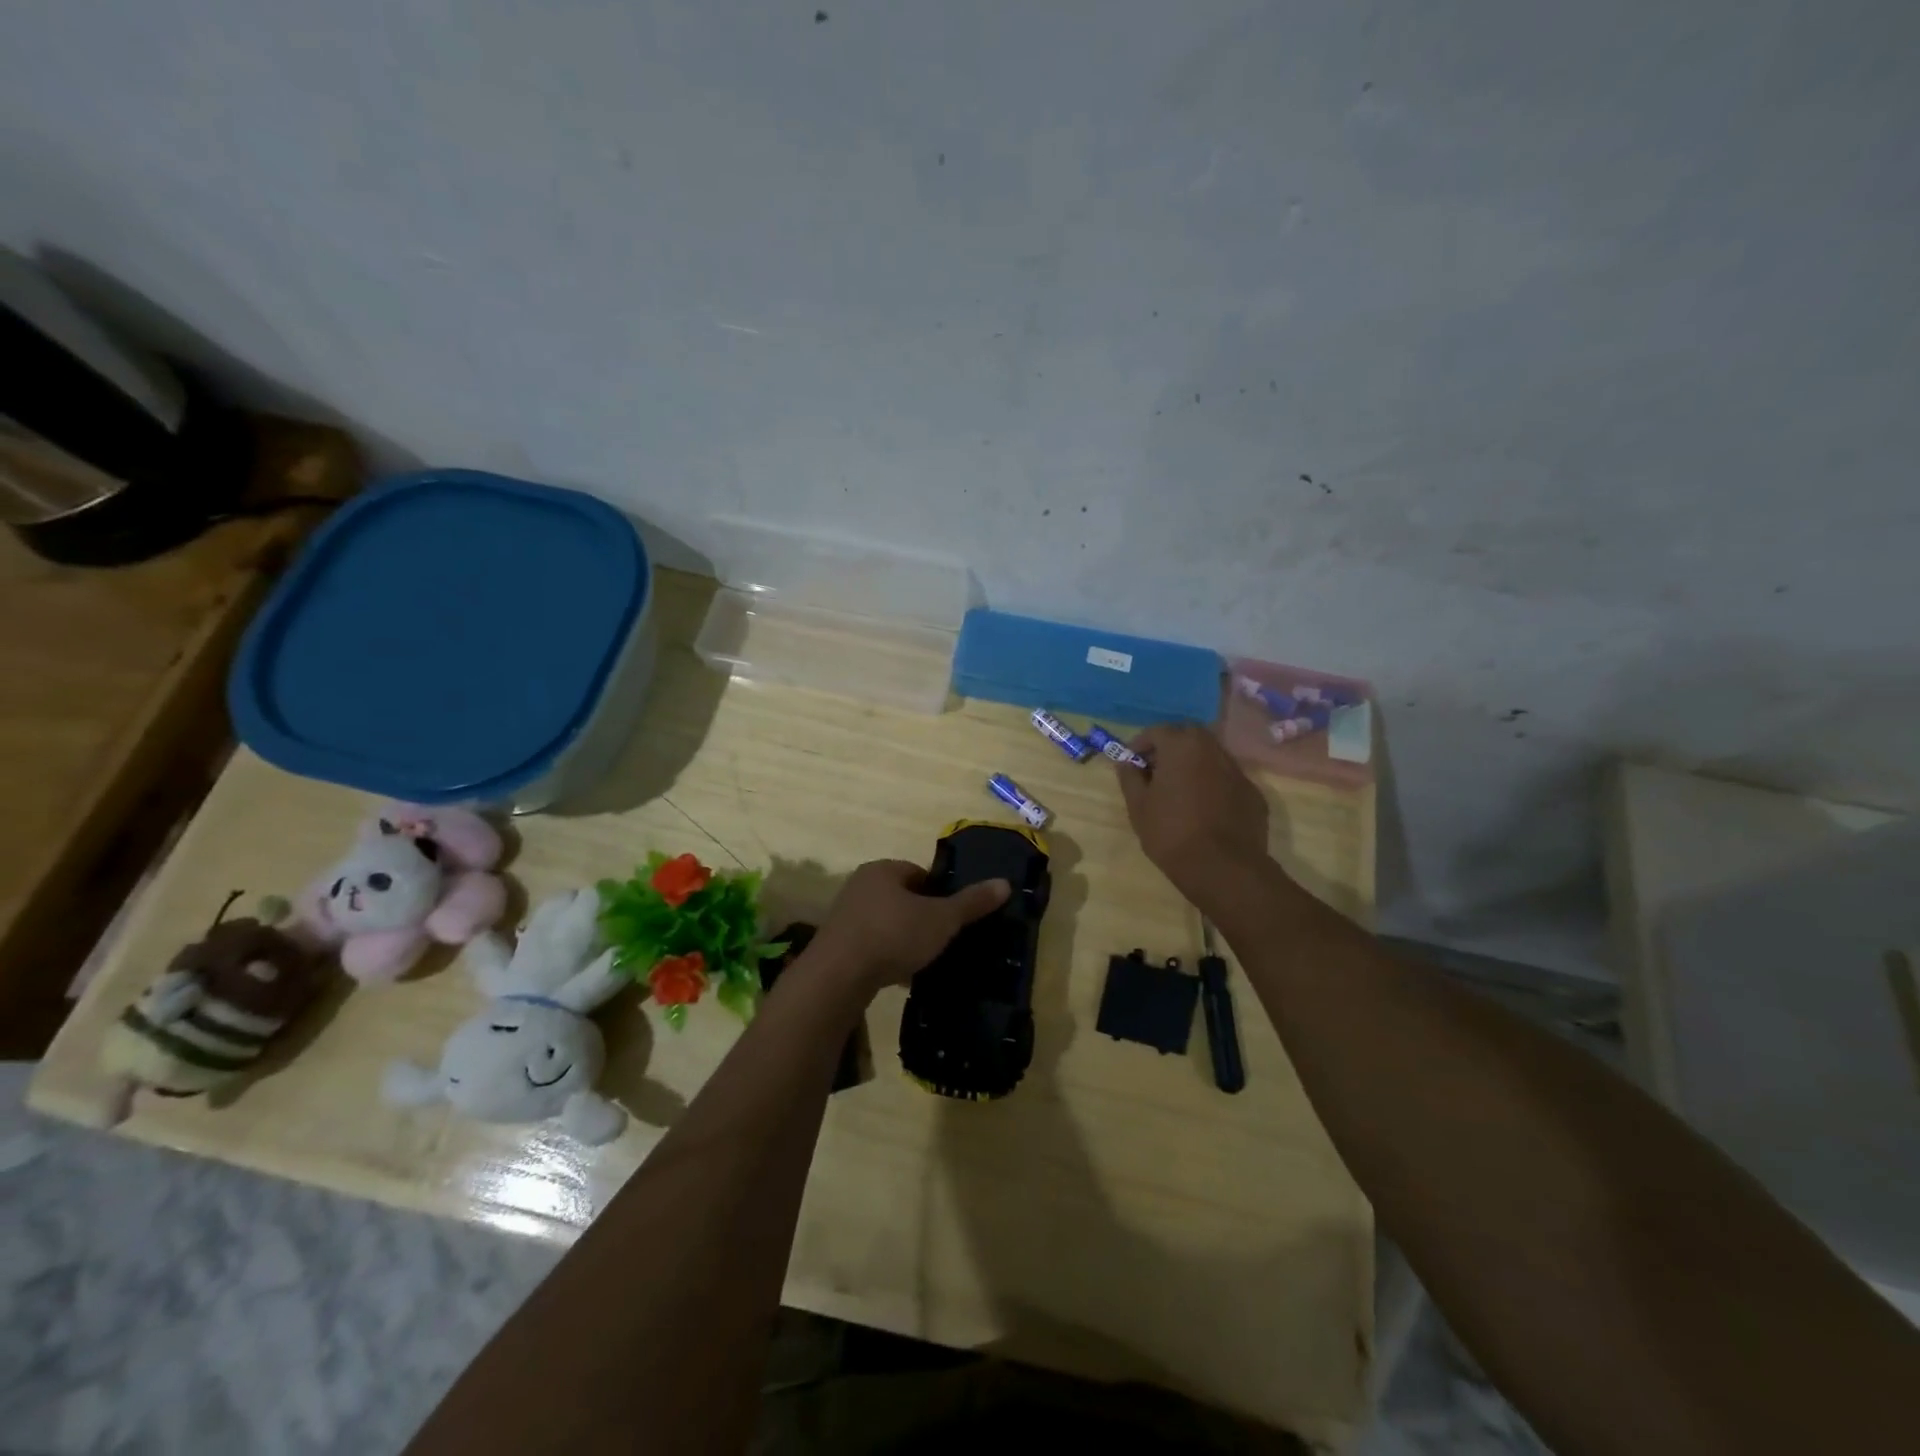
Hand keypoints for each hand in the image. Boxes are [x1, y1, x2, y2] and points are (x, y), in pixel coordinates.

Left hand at [809, 859, 1009, 992]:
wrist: (838, 976)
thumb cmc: (893, 935)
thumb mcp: (941, 919)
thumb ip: (971, 902)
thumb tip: (1005, 883)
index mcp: (883, 870)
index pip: (919, 873)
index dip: (939, 893)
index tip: (953, 916)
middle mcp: (860, 886)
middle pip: (902, 898)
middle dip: (921, 917)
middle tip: (942, 939)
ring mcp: (844, 916)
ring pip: (886, 923)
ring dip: (903, 939)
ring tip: (923, 961)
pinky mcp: (836, 945)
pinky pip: (870, 945)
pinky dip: (886, 957)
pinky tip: (899, 977)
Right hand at [1118, 723, 1271, 905]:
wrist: (1223, 868)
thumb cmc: (1171, 832)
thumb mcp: (1138, 805)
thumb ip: (1130, 777)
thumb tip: (1126, 762)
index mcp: (1182, 746)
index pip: (1157, 731)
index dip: (1140, 744)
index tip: (1131, 763)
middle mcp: (1213, 749)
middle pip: (1188, 736)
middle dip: (1169, 748)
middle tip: (1155, 771)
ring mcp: (1238, 771)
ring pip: (1210, 756)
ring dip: (1193, 765)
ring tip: (1179, 791)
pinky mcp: (1253, 793)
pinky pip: (1226, 780)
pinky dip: (1212, 785)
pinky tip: (1204, 810)